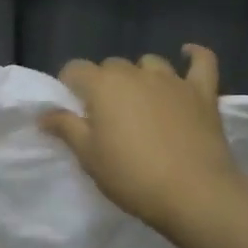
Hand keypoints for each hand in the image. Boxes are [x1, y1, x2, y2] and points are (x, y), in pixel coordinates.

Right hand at [38, 44, 241, 231]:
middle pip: (111, 65)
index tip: (71, 109)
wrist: (194, 193)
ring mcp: (172, 81)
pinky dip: (195, 56)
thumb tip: (44, 113)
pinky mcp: (202, 93)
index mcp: (103, 86)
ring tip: (140, 99)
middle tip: (105, 115)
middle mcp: (136, 74)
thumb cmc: (131, 176)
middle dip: (104, 83)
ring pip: (150, 63)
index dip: (69, 85)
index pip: (75, 69)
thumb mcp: (88, 156)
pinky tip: (188, 53)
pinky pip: (202, 62)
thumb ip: (65, 128)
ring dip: (140, 75)